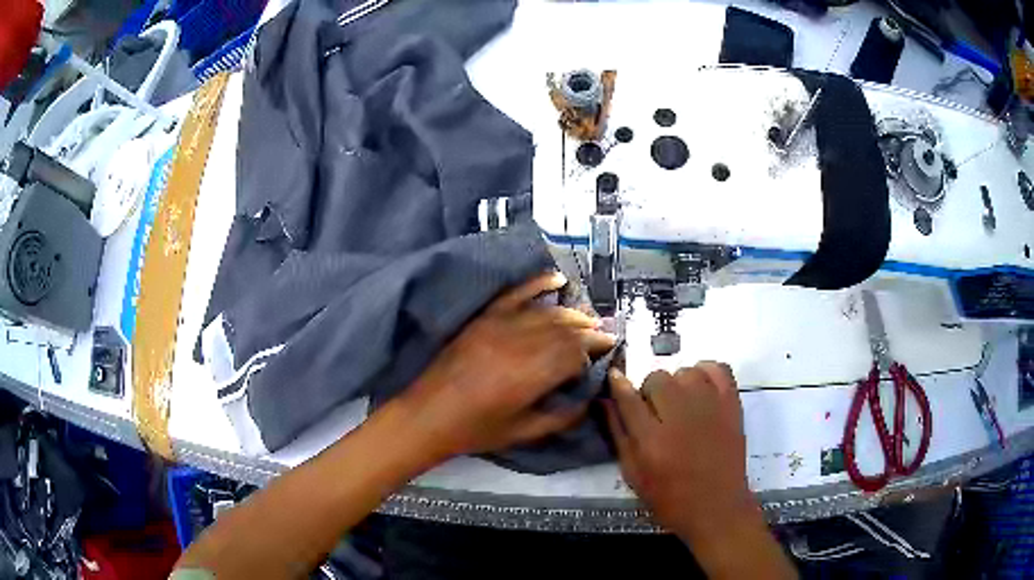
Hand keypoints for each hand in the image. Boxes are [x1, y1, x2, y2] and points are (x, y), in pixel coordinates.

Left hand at [397, 272, 614, 461]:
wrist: (427, 415)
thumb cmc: (475, 431)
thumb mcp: (523, 433)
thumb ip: (560, 418)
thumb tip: (588, 401)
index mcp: (531, 376)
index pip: (575, 354)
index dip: (594, 352)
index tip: (607, 353)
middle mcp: (520, 345)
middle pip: (565, 330)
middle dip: (589, 332)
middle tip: (605, 335)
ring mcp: (499, 326)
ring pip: (547, 312)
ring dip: (572, 313)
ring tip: (588, 320)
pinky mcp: (484, 319)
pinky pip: (515, 294)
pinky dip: (537, 283)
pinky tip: (557, 278)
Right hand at [607, 365, 796, 578]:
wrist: (716, 507)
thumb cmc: (669, 498)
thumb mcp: (633, 474)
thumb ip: (618, 435)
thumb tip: (605, 400)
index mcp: (651, 439)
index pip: (628, 397)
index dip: (618, 384)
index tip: (615, 377)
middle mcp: (680, 417)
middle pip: (656, 378)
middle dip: (649, 391)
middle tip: (655, 410)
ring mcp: (710, 407)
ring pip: (685, 371)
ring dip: (677, 383)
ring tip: (680, 403)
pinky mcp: (732, 404)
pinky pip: (718, 368)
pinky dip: (706, 371)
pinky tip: (701, 389)